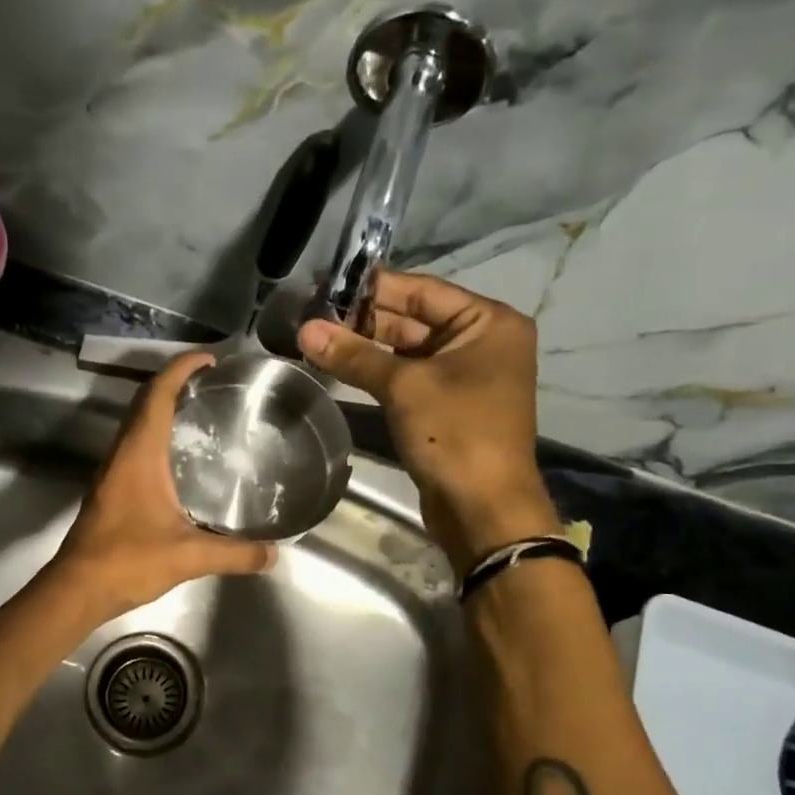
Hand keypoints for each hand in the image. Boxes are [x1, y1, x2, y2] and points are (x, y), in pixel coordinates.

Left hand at [47, 353, 275, 621]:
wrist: (77, 588)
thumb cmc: (128, 561)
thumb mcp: (188, 556)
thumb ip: (235, 554)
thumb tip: (274, 554)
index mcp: (139, 454)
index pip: (157, 394)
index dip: (180, 369)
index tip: (209, 359)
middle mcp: (122, 453)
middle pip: (145, 402)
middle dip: (175, 383)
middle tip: (213, 384)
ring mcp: (112, 471)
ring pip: (137, 424)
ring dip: (164, 409)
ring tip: (202, 413)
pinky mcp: (110, 489)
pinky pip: (135, 446)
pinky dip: (157, 435)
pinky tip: (181, 459)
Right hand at [298, 273, 558, 572]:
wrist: (483, 509)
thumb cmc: (456, 435)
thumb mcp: (404, 388)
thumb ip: (354, 355)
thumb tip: (304, 329)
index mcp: (489, 322)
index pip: (422, 291)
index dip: (373, 288)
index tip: (327, 284)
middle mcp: (482, 342)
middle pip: (414, 319)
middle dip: (365, 320)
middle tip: (313, 316)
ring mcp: (465, 376)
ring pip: (408, 350)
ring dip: (366, 348)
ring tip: (317, 339)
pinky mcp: (447, 406)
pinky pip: (408, 377)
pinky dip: (377, 373)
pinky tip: (340, 367)